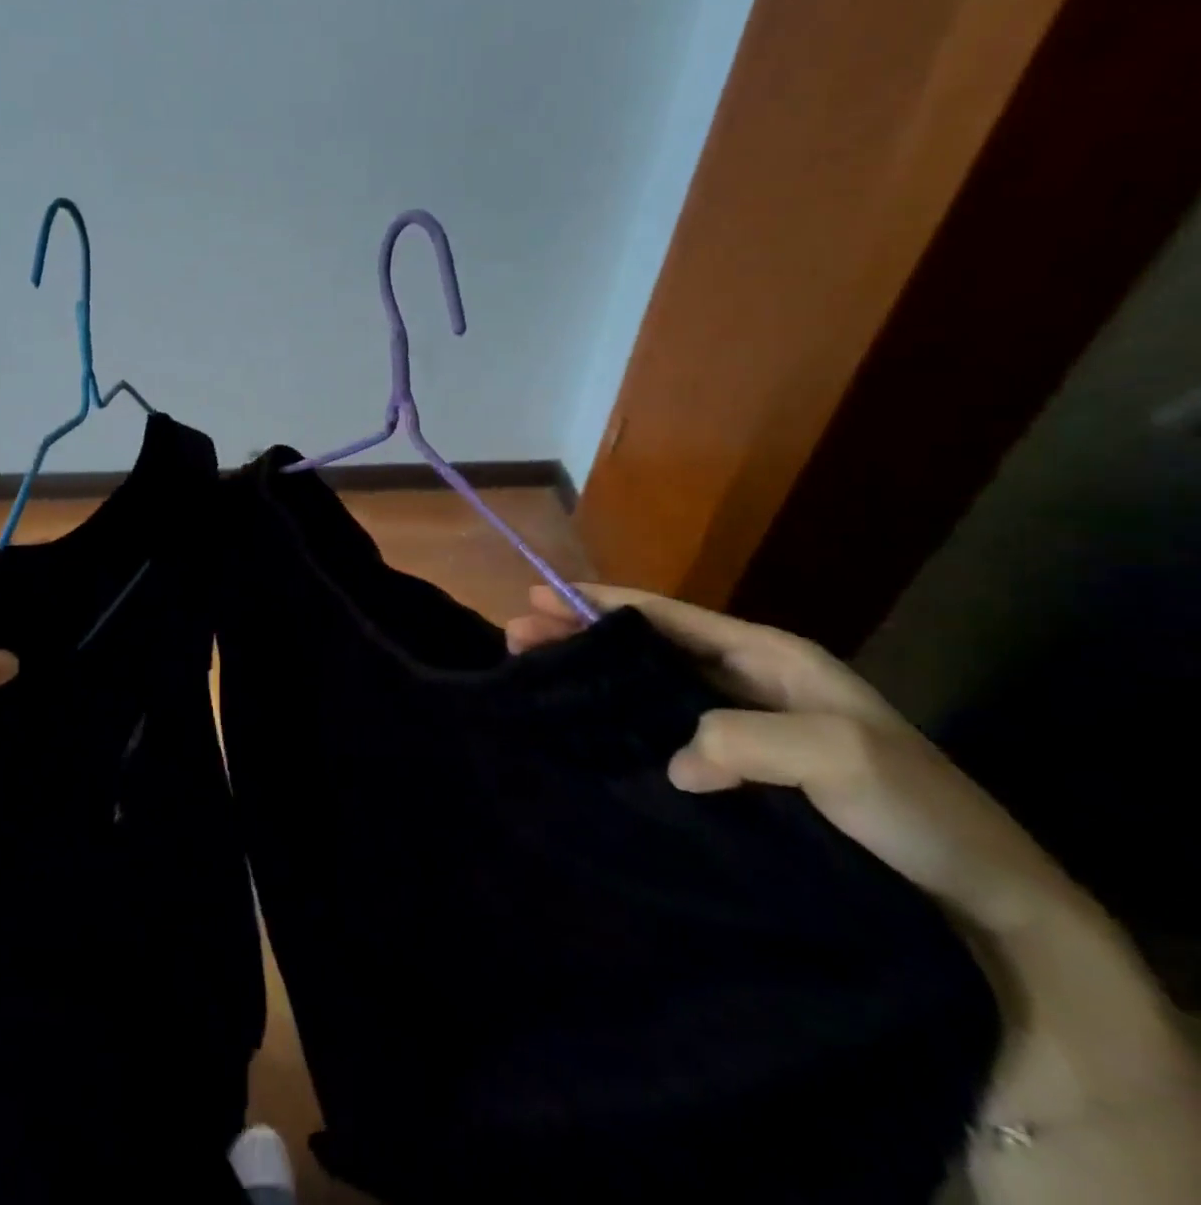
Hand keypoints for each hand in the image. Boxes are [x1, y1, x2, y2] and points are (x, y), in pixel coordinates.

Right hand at [507, 583, 1080, 939]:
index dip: (604, 601)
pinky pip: (663, 738)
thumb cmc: (919, 812)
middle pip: (647, 648)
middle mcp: (748, 685)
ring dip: (593, 680)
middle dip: (581, 637)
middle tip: (516, 634)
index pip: (670, 615)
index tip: (541, 593)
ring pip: (648, 691)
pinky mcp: (737, 779)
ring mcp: (742, 733)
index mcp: (771, 658)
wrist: (984, 909)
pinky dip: (619, 727)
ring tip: (533, 675)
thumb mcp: (839, 754)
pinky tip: (585, 736)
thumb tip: (674, 761)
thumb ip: (742, 738)